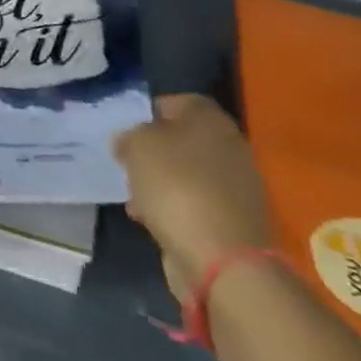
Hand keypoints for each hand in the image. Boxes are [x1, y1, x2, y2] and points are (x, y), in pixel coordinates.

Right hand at [116, 93, 273, 304]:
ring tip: (134, 196)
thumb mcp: (137, 145)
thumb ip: (128, 135)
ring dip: (160, 182)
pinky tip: (150, 219)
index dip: (148, 111)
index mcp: (211, 119)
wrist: (221, 258)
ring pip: (186, 173)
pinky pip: (194, 203)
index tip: (125, 129)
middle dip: (153, 151)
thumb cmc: (176, 186)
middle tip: (127, 162)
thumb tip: (128, 140)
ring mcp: (235, 186)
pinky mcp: (232, 220)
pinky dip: (173, 208)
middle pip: (183, 139)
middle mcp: (229, 146)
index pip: (177, 101)